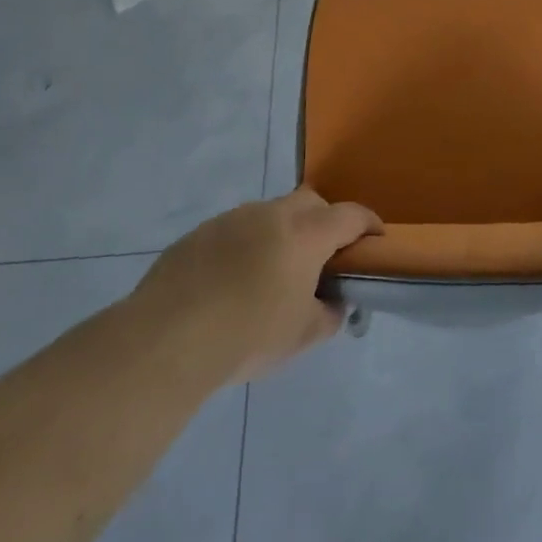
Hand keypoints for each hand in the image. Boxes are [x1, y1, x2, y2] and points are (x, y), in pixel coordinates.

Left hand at [129, 189, 380, 385]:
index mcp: (305, 234)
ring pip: (268, 214)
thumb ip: (329, 314)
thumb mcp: (303, 336)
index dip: (368, 224)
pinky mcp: (197, 234)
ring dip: (280, 234)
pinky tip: (230, 283)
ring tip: (271, 274)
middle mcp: (270, 215)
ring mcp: (230, 220)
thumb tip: (332, 302)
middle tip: (322, 256)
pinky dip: (244, 247)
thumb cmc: (249, 335)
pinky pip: (234, 231)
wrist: (166, 340)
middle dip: (324, 221)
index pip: (350, 215)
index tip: (375, 239)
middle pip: (310, 202)